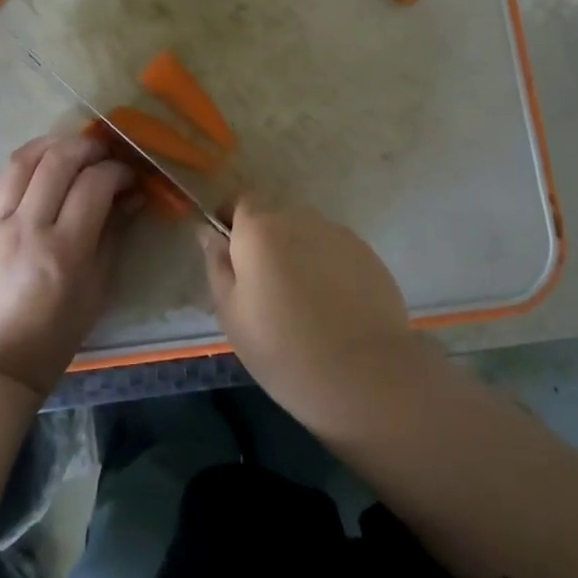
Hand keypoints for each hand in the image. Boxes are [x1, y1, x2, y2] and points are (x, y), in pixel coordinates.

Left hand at [0, 133, 134, 398]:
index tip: (129, 176)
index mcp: (63, 250)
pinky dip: (28, 162)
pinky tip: (44, 165)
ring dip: (54, 143)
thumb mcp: (97, 288)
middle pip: (58, 161)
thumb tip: (132, 195)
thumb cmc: (56, 333)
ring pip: (24, 159)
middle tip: (105, 153)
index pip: (94, 185)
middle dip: (88, 147)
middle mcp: (27, 228)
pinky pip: (3, 178)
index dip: (117, 171)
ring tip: (73, 148)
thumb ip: (114, 234)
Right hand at [199, 193, 420, 431]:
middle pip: (275, 218)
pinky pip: (335, 252)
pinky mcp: (368, 254)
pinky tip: (333, 308)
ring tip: (303, 302)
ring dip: (298, 254)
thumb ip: (217, 264)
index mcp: (260, 228)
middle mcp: (299, 218)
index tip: (230, 253)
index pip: (239, 201)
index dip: (232, 221)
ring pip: (307, 235)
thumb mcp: (231, 314)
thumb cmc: (283, 349)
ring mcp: (338, 234)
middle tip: (265, 289)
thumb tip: (209, 233)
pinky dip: (328, 269)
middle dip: (266, 243)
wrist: (365, 376)